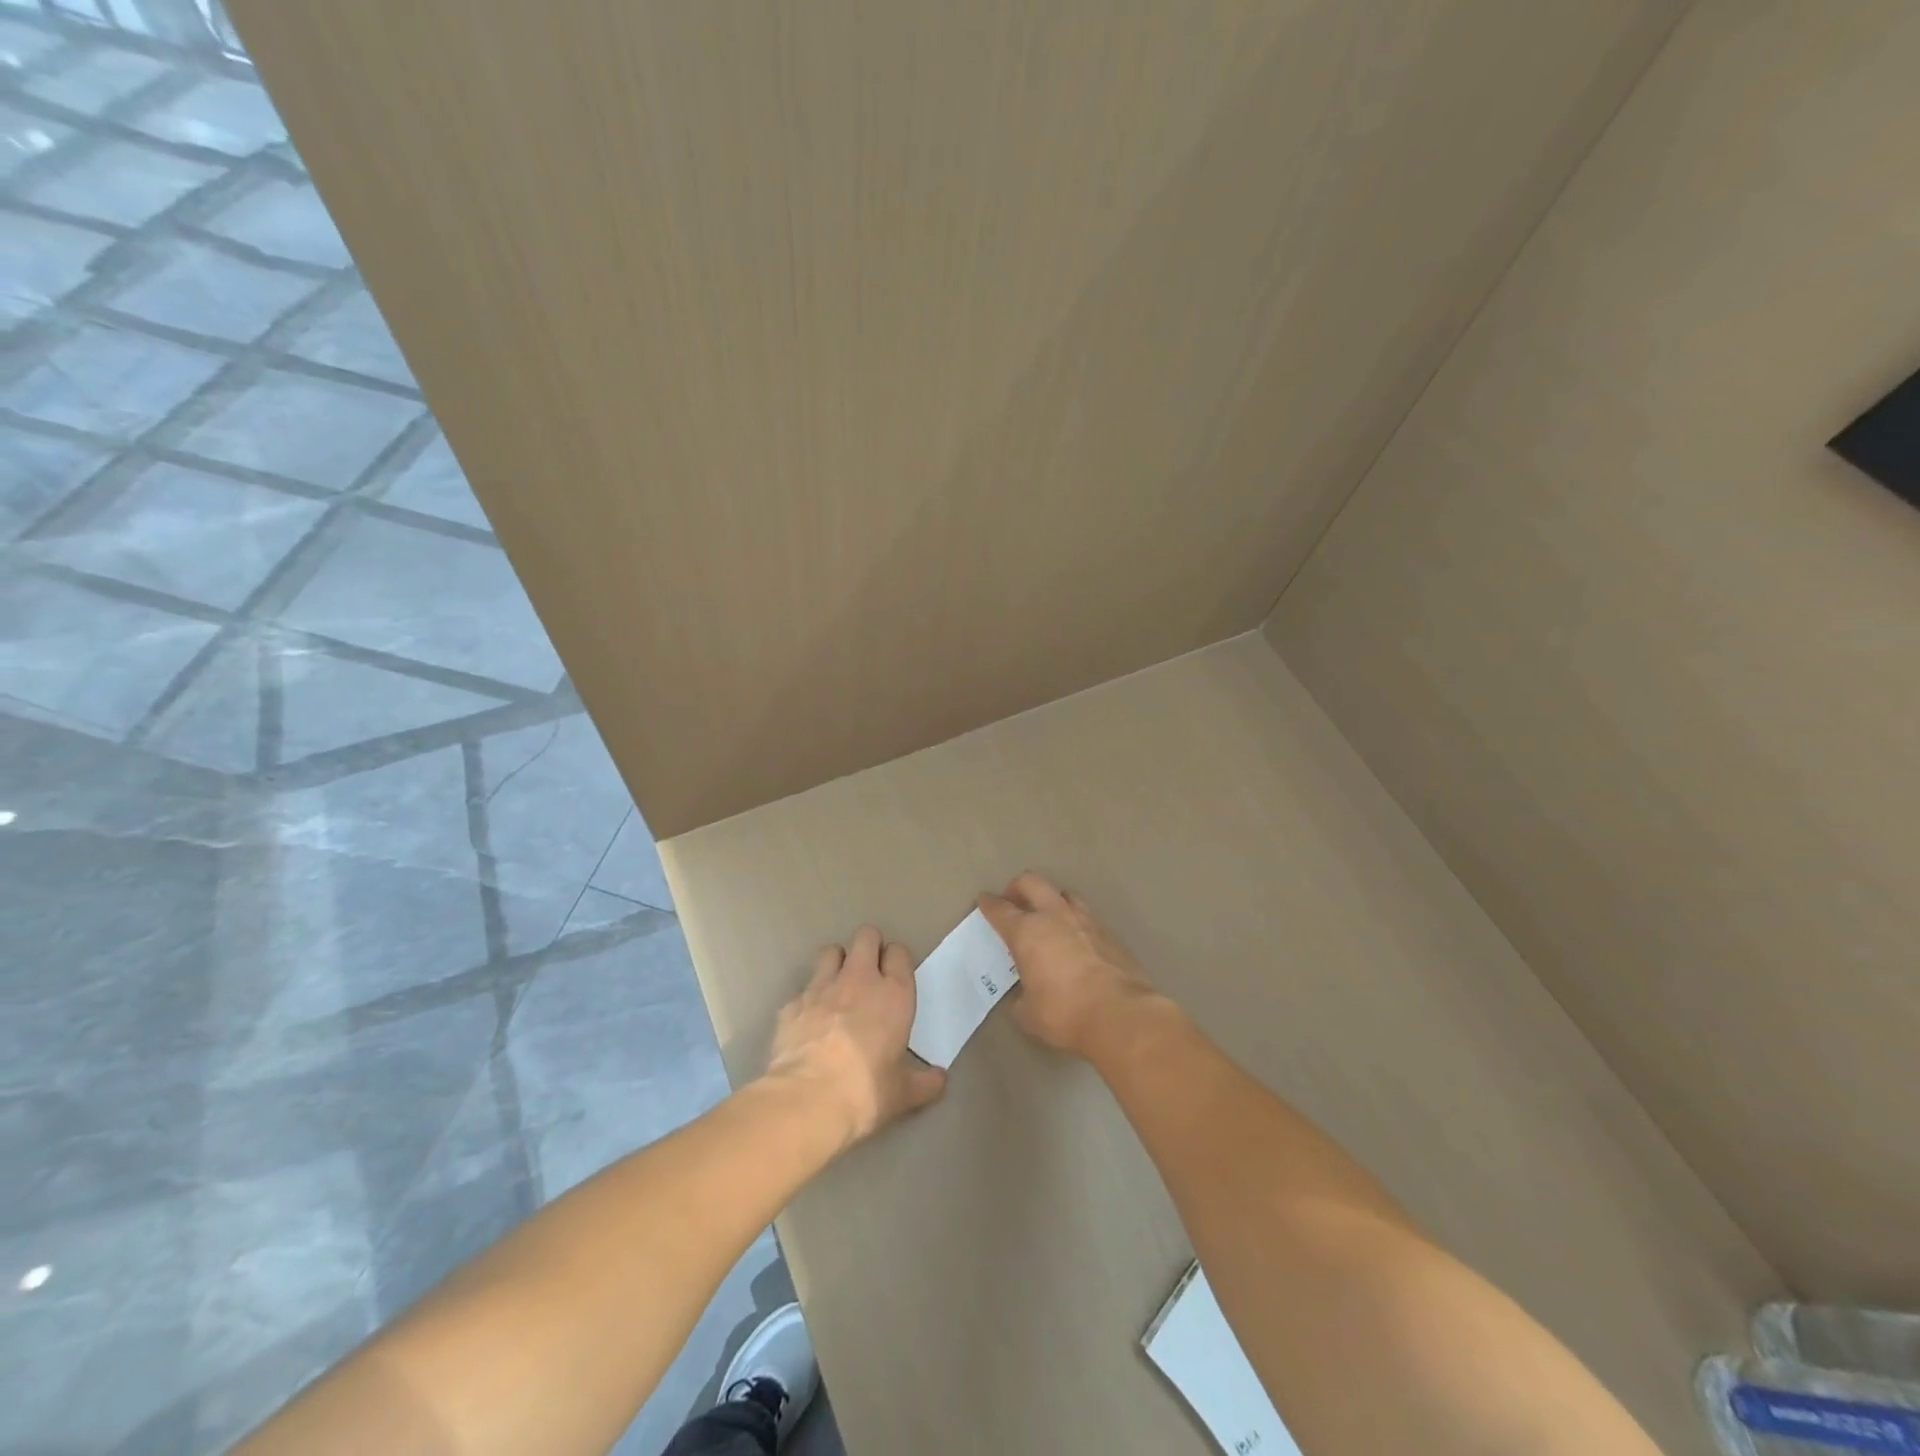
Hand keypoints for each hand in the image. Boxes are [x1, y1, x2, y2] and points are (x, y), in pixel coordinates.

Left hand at [764, 925, 945, 1147]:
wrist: (808, 1099)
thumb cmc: (866, 1092)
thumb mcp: (903, 1094)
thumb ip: (925, 1083)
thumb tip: (941, 1079)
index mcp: (894, 995)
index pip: (899, 952)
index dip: (897, 959)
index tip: (895, 974)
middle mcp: (859, 980)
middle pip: (866, 936)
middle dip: (869, 945)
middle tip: (869, 971)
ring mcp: (821, 987)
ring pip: (831, 951)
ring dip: (837, 962)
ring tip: (838, 986)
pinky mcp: (792, 1003)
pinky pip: (803, 989)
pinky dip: (808, 999)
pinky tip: (809, 1021)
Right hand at [979, 872, 1159, 1059]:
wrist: (1120, 1014)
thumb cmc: (1065, 1013)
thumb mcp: (1029, 1014)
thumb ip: (1021, 998)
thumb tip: (1026, 995)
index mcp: (1027, 932)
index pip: (1000, 909)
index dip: (989, 904)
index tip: (984, 901)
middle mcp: (1054, 916)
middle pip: (1032, 882)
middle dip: (1017, 888)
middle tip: (1014, 902)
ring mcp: (1085, 920)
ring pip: (1064, 893)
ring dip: (1051, 900)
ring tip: (1048, 917)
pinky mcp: (1109, 932)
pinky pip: (1087, 915)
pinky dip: (1075, 921)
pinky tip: (1076, 940)